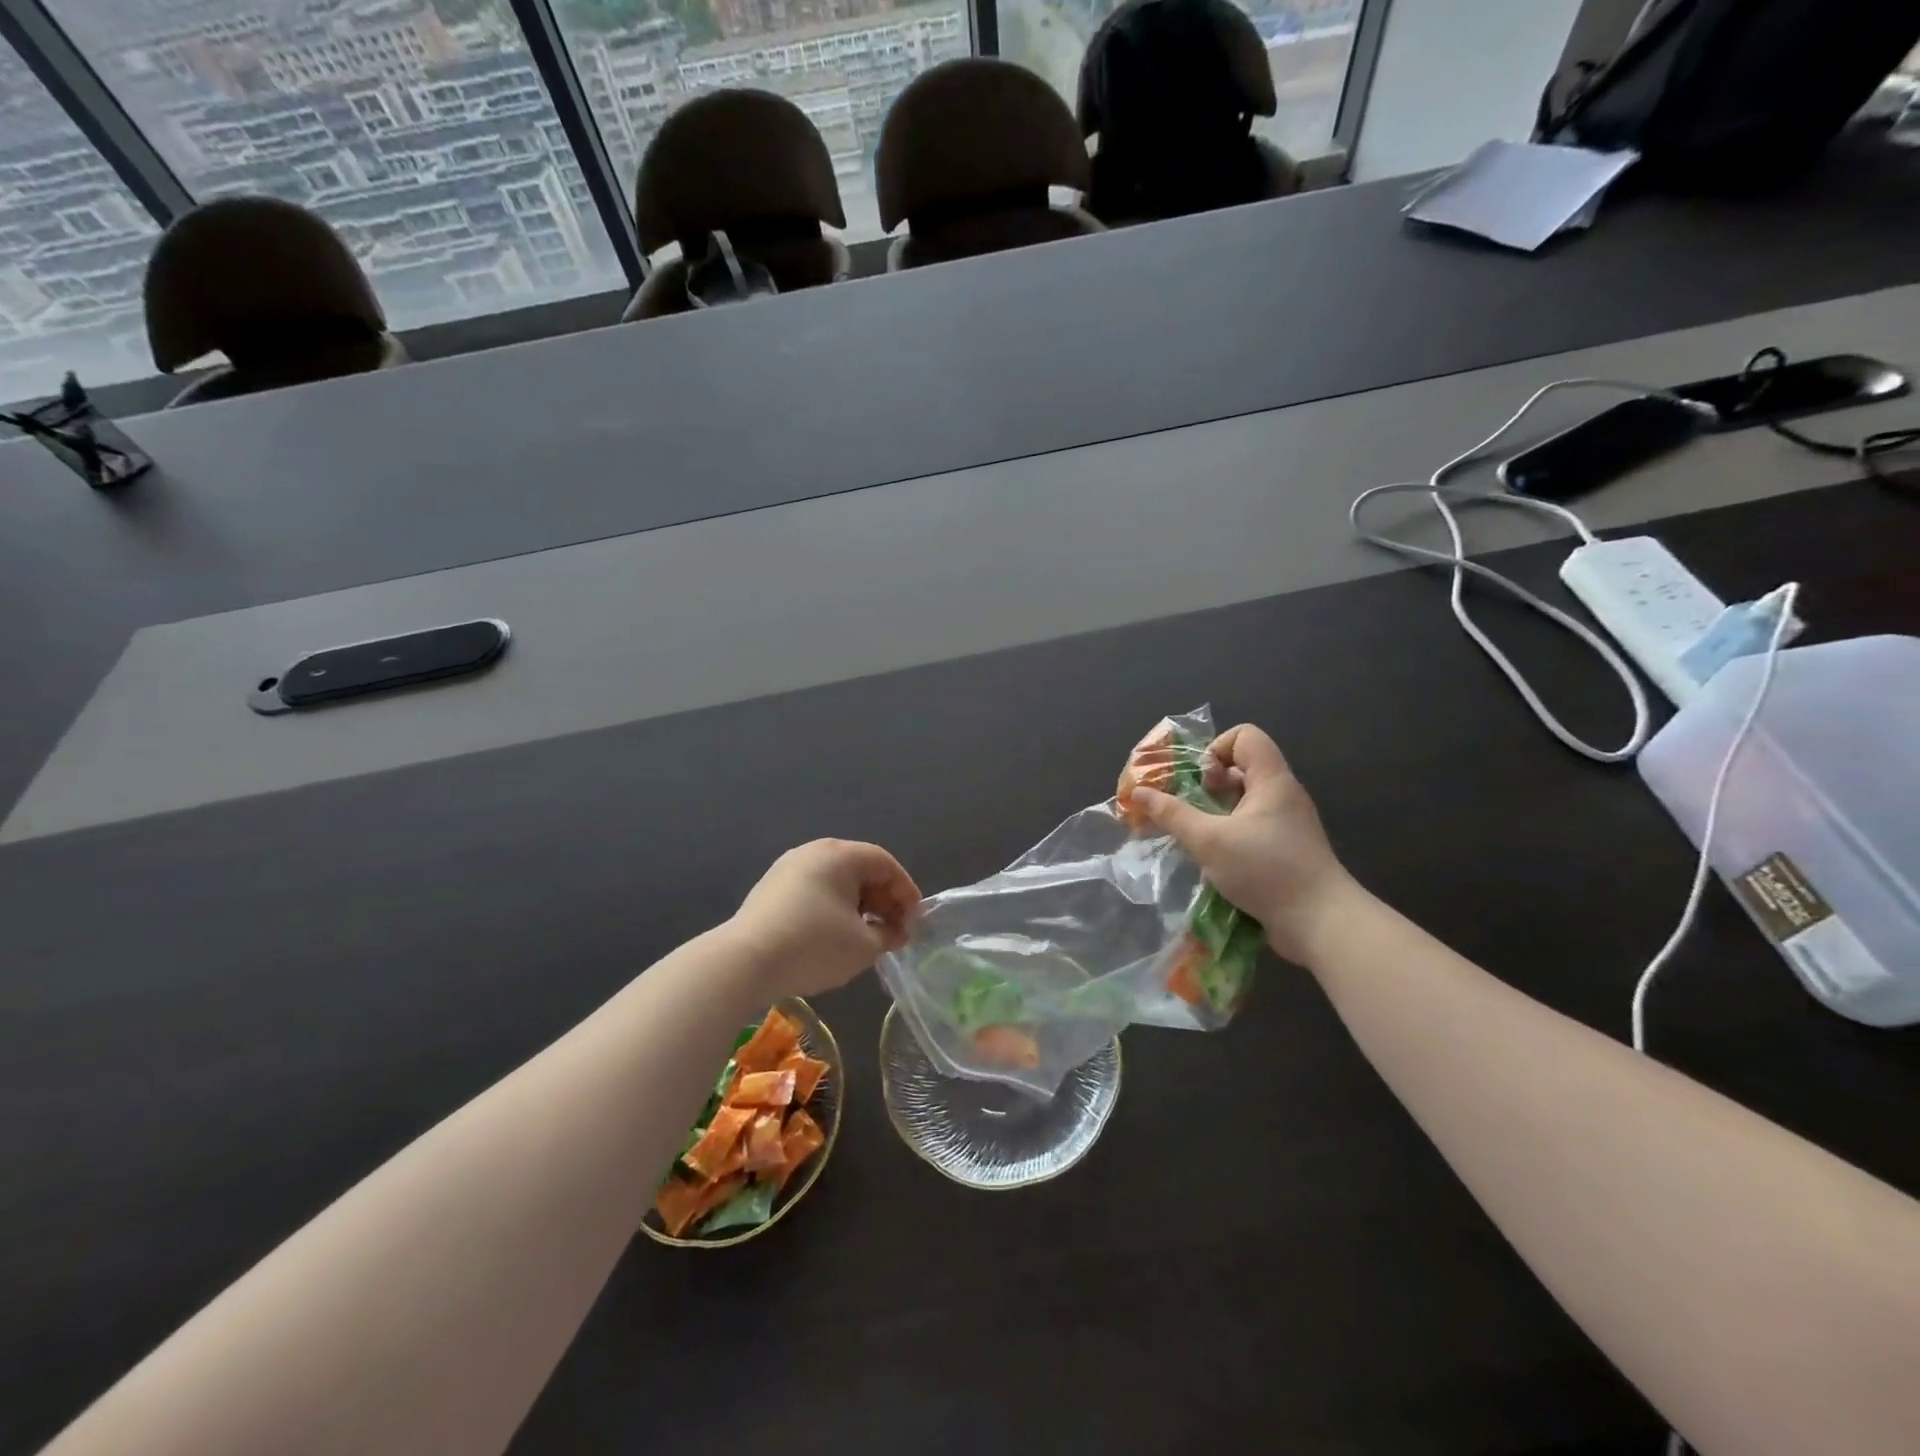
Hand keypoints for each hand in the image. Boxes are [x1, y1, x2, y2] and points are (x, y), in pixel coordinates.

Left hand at [727, 840, 921, 997]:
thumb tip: (893, 932)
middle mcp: (813, 852)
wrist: (744, 962)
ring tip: (868, 939)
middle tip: (895, 933)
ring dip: (859, 908)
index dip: (906, 892)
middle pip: (861, 870)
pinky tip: (836, 938)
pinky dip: (834, 910)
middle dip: (883, 901)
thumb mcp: (864, 945)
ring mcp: (788, 869)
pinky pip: (815, 893)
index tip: (915, 922)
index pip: (885, 864)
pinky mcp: (770, 891)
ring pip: (837, 883)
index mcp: (840, 854)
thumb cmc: (814, 945)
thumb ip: (888, 934)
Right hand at [1129, 724, 1357, 964]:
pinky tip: (1213, 859)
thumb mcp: (1209, 840)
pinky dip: (1228, 835)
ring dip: (1214, 813)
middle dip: (1207, 785)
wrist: (1321, 923)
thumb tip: (1139, 792)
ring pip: (1243, 801)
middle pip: (1241, 768)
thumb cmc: (1266, 870)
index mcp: (1272, 780)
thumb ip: (1173, 814)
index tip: (1200, 782)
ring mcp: (1286, 824)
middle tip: (1188, 809)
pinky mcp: (1286, 850)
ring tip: (1194, 836)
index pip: (1245, 736)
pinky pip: (1251, 827)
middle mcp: (1282, 795)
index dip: (1217, 748)